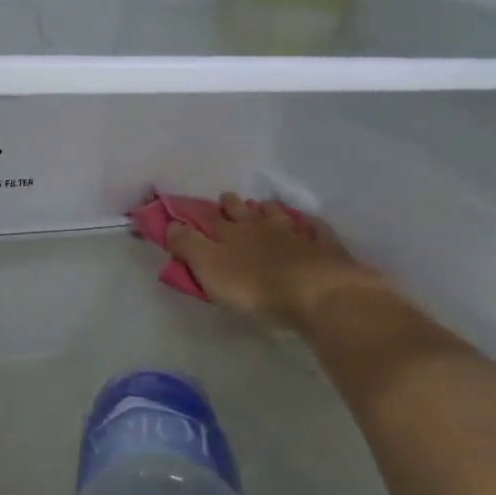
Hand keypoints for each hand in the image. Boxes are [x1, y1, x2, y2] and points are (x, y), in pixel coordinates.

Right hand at [166, 193, 394, 332]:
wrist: (316, 293)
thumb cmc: (255, 286)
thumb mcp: (209, 267)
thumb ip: (188, 245)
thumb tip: (171, 224)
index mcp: (232, 233)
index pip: (212, 219)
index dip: (202, 214)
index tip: (195, 209)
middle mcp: (263, 227)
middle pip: (247, 212)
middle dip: (236, 205)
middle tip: (231, 200)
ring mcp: (296, 235)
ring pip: (280, 216)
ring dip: (270, 211)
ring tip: (265, 208)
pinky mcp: (324, 249)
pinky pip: (316, 231)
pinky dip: (310, 227)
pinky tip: (310, 225)